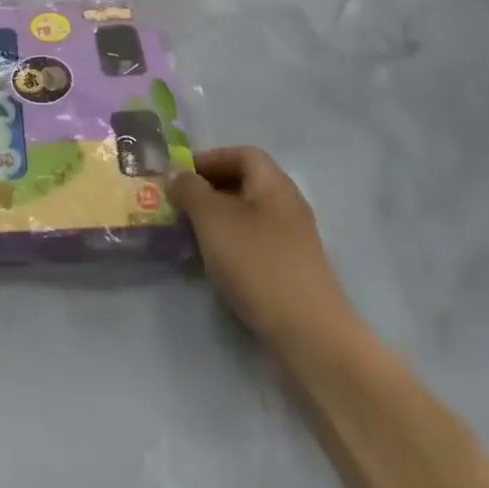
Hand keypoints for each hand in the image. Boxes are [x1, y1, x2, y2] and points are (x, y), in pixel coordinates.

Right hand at [170, 147, 350, 347]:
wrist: (309, 334)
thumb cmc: (256, 262)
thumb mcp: (211, 218)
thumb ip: (190, 189)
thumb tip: (179, 177)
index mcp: (274, 183)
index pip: (242, 154)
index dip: (209, 158)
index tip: (181, 176)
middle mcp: (288, 205)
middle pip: (246, 183)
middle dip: (210, 189)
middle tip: (180, 204)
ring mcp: (294, 240)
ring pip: (249, 215)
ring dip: (218, 218)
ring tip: (191, 234)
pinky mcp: (293, 270)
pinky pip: (256, 242)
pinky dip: (233, 244)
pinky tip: (216, 263)